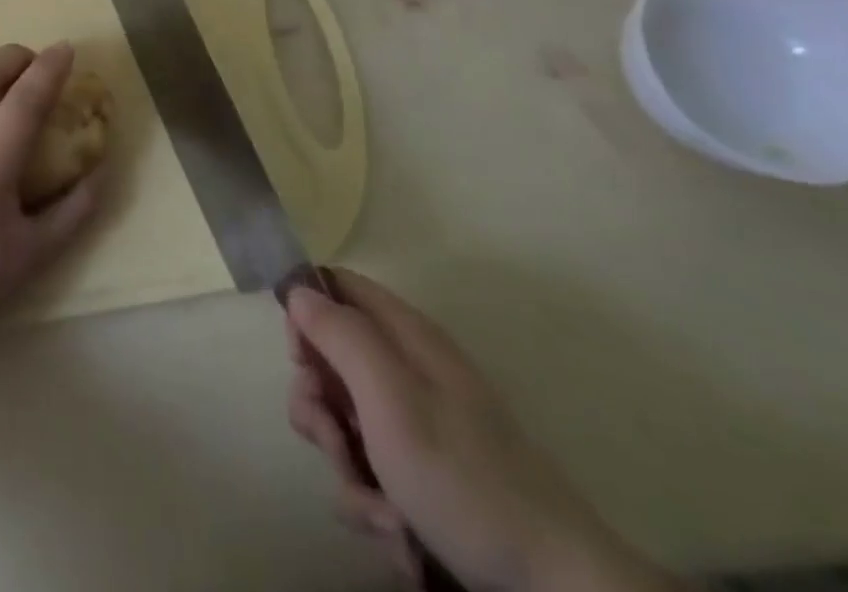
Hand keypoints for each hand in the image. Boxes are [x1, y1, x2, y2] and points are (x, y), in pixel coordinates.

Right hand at [286, 271, 667, 591]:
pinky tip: (397, 530)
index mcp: (404, 335)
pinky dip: (371, 503)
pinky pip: (367, 472)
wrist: (550, 585)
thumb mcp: (389, 394)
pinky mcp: (420, 475)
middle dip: (320, 406)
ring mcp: (414, 425)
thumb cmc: (461, 475)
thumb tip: (297, 288)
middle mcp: (406, 371)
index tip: (300, 358)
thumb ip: (339, 334)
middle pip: (329, 360)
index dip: (306, 311)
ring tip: (379, 507)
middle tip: (336, 439)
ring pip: (342, 423)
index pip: (336, 286)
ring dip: (346, 466)